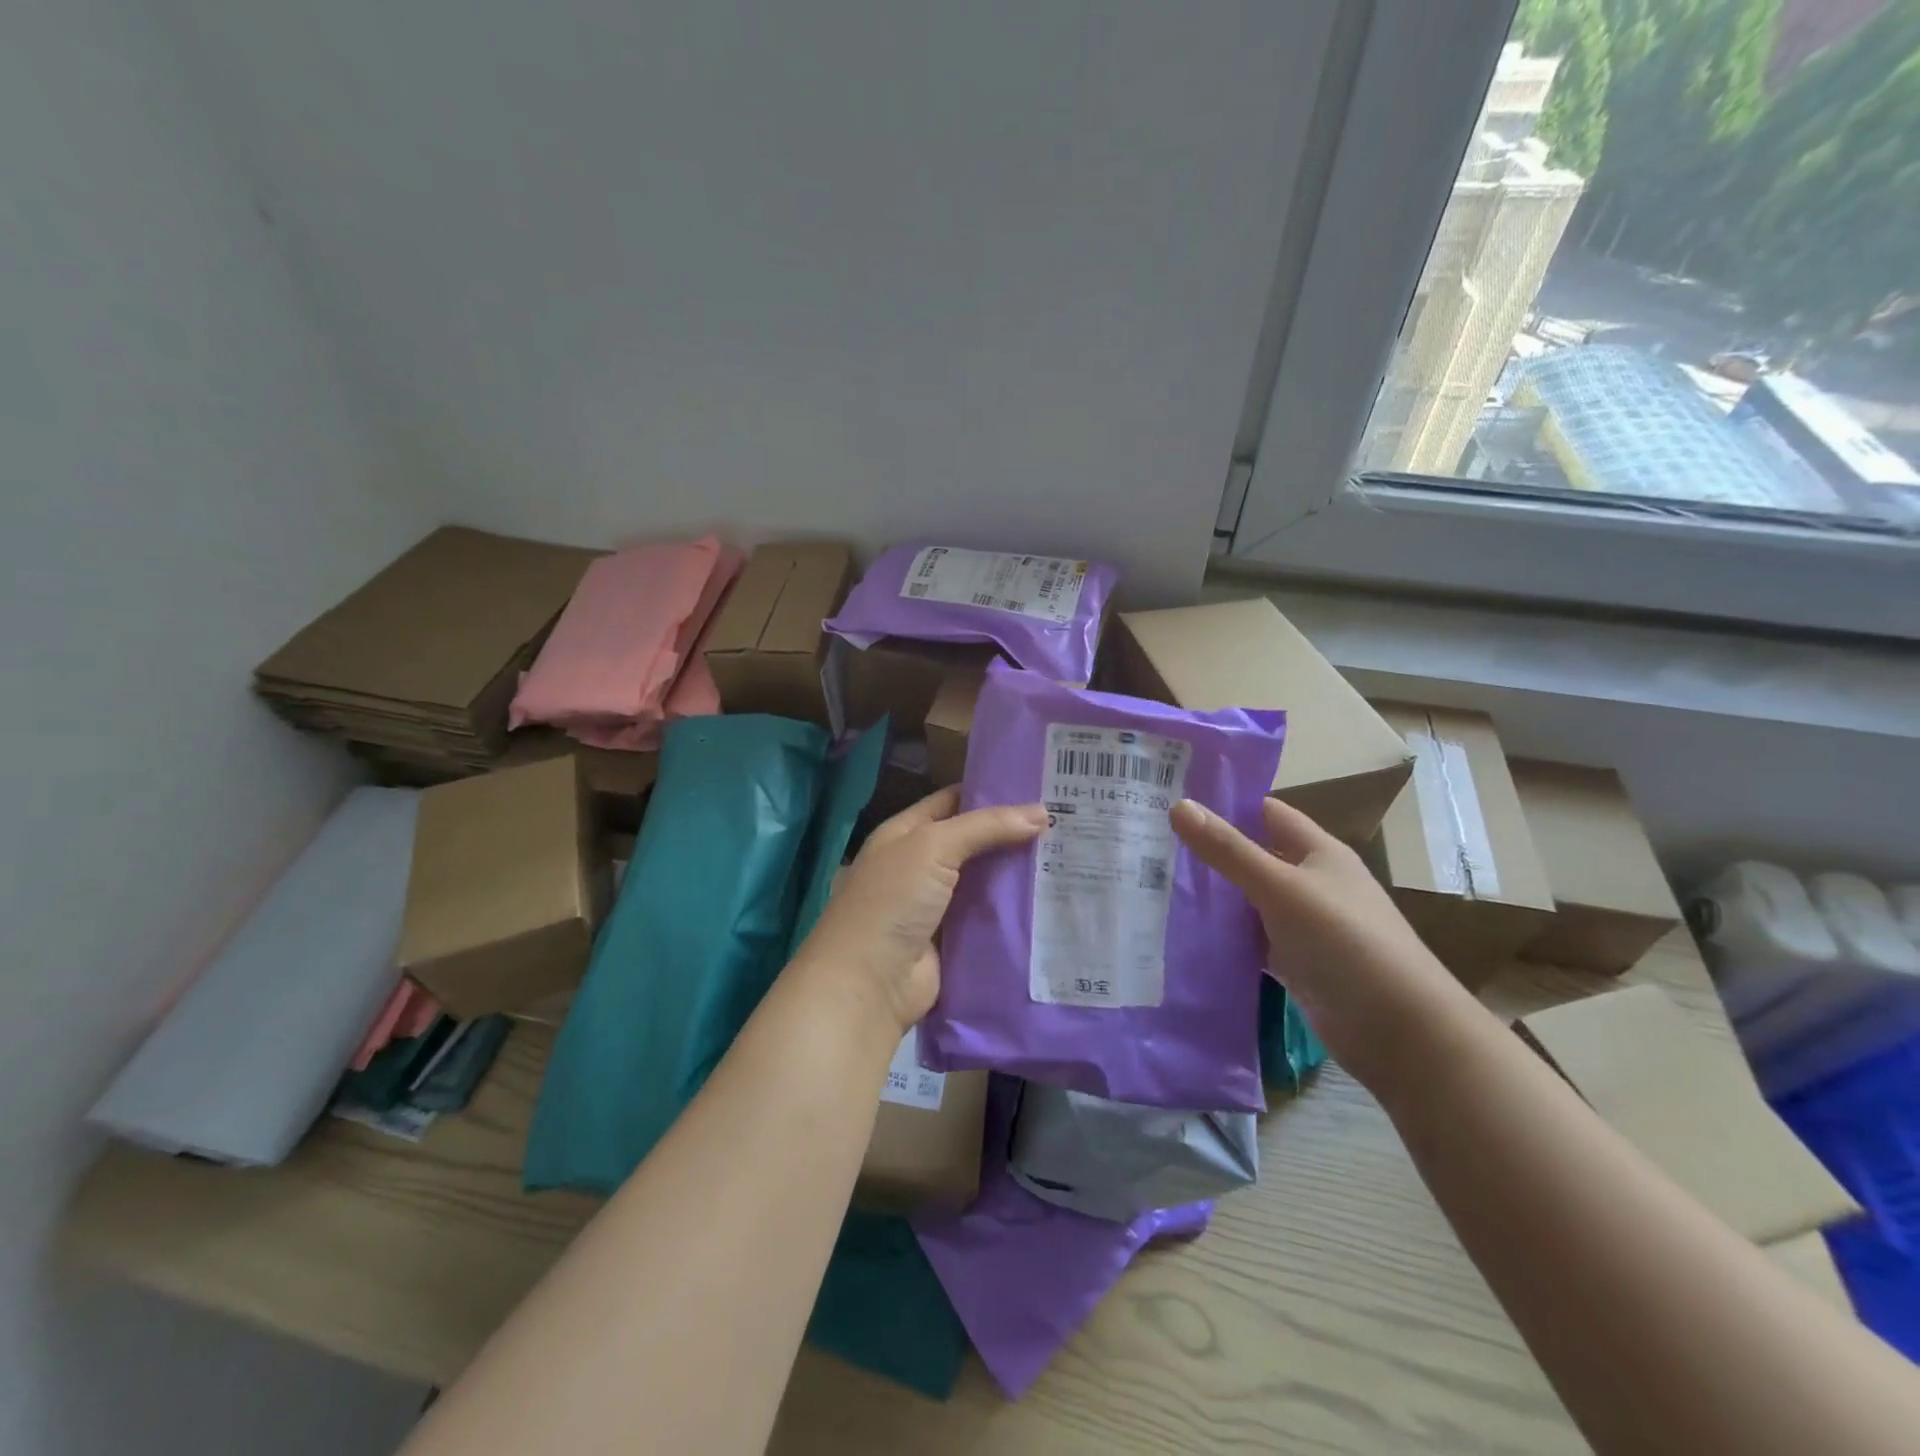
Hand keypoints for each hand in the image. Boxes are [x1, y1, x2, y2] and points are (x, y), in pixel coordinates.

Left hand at [795, 787, 1047, 1034]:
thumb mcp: (933, 847)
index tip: (1038, 787)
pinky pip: (990, 918)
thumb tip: (1041, 813)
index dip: (991, 792)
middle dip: (1013, 834)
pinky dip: (1016, 911)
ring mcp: (937, 905)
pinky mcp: (954, 940)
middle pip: (974, 842)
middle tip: (1065, 822)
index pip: (952, 802)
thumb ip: (985, 827)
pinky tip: (1054, 901)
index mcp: (905, 834)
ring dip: (1019, 873)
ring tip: (1071, 857)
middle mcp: (920, 865)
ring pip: (986, 881)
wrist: (870, 983)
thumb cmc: (892, 900)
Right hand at [1171, 796, 1476, 1092]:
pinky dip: (1225, 936)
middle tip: (1151, 841)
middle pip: (1255, 856)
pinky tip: (1186, 933)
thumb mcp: (1280, 888)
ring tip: (1155, 883)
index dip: (1226, 803)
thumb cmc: (1344, 941)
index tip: (1174, 798)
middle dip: (1210, 850)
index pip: (1266, 812)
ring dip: (1214, 895)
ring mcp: (1305, 925)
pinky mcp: (1297, 964)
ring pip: (1250, 900)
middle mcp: (1312, 883)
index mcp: (1318, 852)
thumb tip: (1178, 805)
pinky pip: (1253, 940)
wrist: (1400, 1031)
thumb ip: (1229, 850)